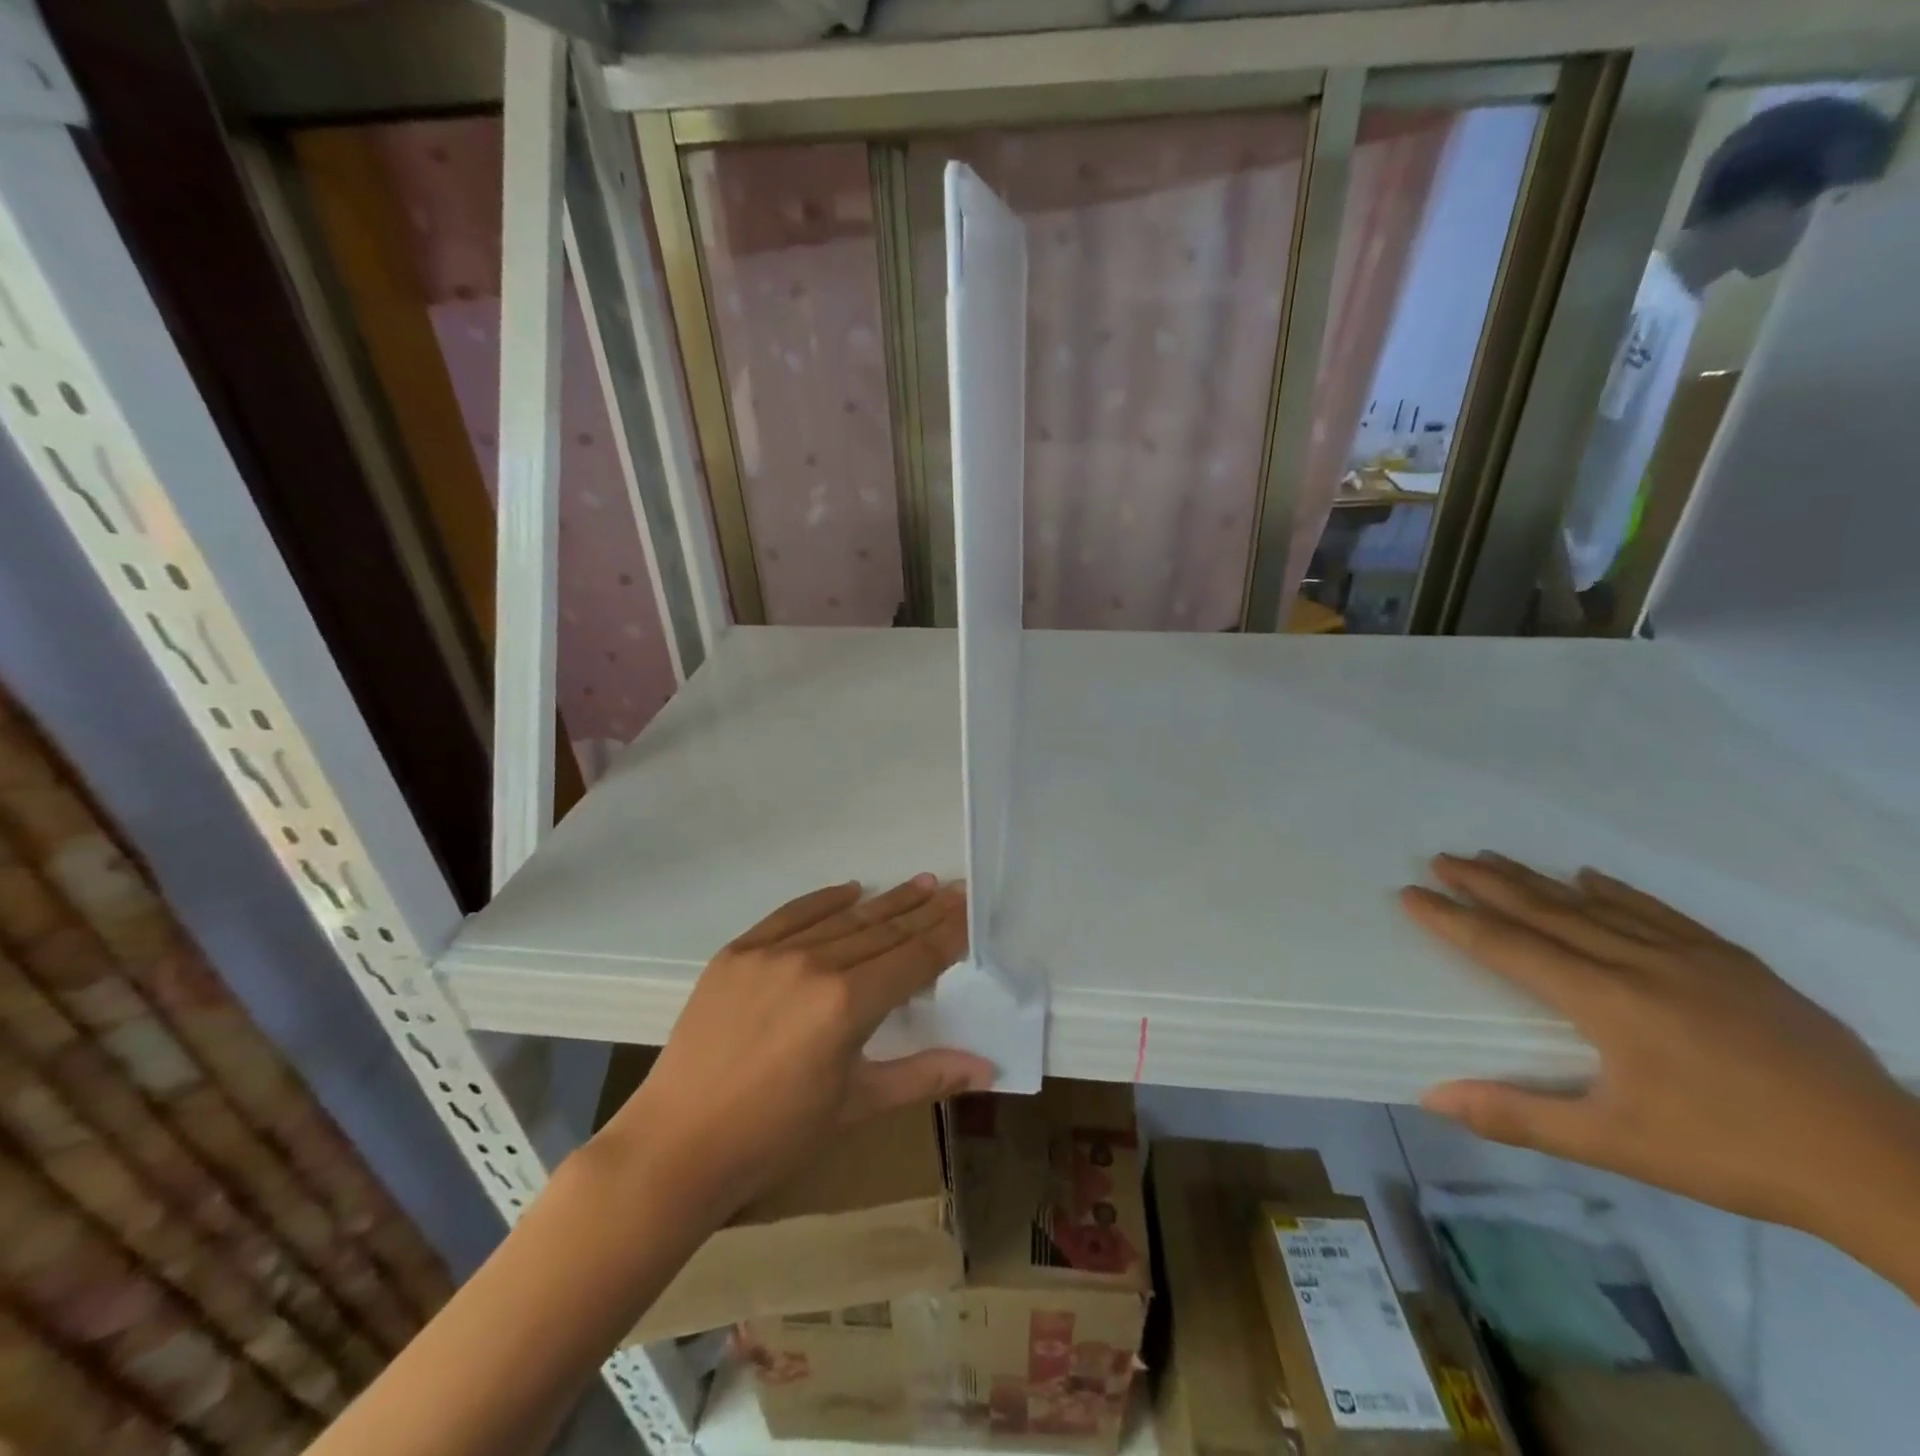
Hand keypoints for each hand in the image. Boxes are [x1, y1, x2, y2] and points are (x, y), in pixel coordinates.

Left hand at [598, 876, 993, 1222]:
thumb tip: (989, 1068)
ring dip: (884, 901)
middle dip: (924, 910)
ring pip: (842, 919)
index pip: (912, 957)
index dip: (946, 934)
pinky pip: (791, 914)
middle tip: (954, 888)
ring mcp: (772, 953)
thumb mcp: (857, 1105)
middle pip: (882, 930)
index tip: (969, 910)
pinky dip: (824, 900)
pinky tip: (851, 889)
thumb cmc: (777, 1135)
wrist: (678, 1145)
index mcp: (847, 1003)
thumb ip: (925, 1075)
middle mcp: (814, 964)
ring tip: (918, 883)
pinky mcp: (738, 952)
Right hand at [1401, 853, 1919, 1251]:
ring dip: (1537, 878)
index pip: (1508, 947)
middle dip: (1486, 883)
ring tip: (1492, 857)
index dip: (1453, 918)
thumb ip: (1519, 1116)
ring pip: (1595, 904)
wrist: (1887, 1166)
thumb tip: (1431, 1096)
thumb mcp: (1616, 1145)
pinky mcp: (1736, 963)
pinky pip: (1659, 911)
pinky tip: (1590, 875)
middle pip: (1546, 911)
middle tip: (1440, 858)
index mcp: (1606, 1001)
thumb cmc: (1734, 1153)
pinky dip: (1616, 890)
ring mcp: (1693, 957)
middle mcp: (1640, 963)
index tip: (1411, 893)